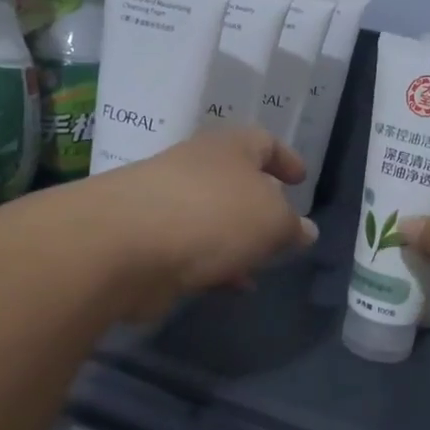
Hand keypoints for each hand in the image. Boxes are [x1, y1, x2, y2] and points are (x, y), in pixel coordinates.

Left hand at [84, 127, 317, 316]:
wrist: (123, 244)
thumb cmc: (212, 215)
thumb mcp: (272, 220)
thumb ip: (292, 226)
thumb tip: (306, 230)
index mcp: (229, 147)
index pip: (264, 141)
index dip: (286, 158)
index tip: (301, 179)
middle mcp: (196, 167)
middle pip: (236, 180)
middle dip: (260, 205)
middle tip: (283, 227)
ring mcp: (167, 202)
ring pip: (214, 218)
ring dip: (238, 240)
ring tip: (262, 265)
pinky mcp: (148, 239)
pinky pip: (192, 248)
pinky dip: (215, 264)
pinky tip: (231, 288)